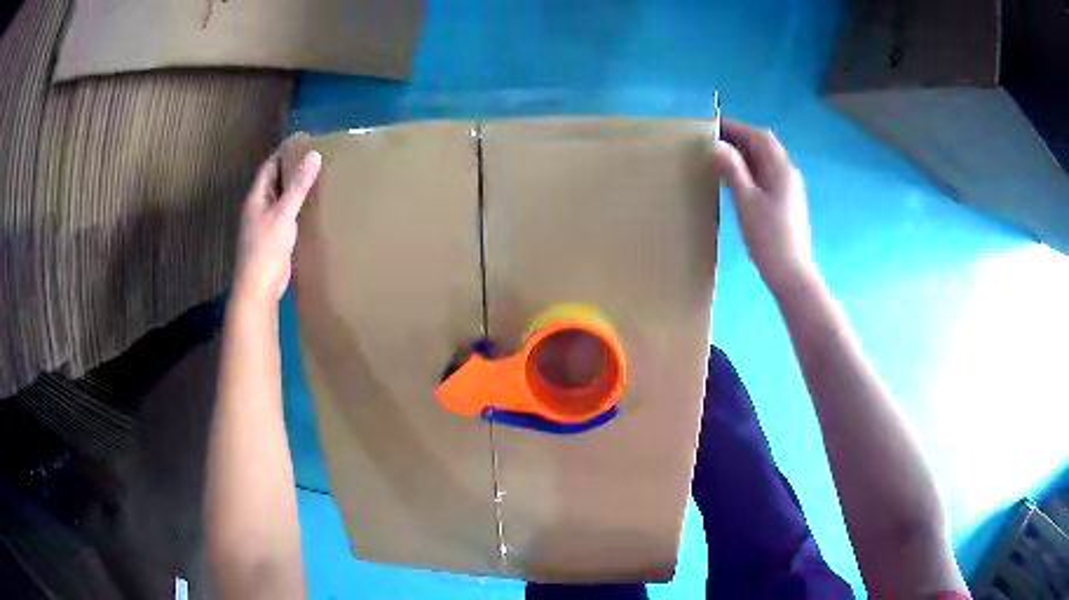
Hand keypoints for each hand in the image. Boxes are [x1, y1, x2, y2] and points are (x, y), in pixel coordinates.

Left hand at [232, 148, 321, 308]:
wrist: (258, 287)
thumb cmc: (266, 248)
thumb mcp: (284, 213)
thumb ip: (298, 186)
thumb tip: (314, 155)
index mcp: (256, 198)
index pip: (269, 167)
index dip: (283, 152)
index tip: (303, 141)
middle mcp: (258, 208)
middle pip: (274, 181)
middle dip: (290, 168)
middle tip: (315, 157)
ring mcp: (264, 224)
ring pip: (280, 199)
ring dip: (294, 188)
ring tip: (316, 177)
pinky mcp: (273, 239)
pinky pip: (285, 215)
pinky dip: (296, 207)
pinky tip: (311, 207)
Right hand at [711, 120, 817, 295]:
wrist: (791, 273)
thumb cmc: (768, 238)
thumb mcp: (746, 201)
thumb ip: (733, 170)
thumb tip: (717, 145)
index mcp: (781, 169)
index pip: (759, 137)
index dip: (737, 128)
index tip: (713, 126)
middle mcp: (788, 174)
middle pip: (765, 147)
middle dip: (740, 139)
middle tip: (714, 141)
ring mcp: (790, 189)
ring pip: (766, 162)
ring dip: (745, 155)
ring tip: (720, 159)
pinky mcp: (787, 203)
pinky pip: (768, 176)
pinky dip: (751, 170)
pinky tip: (736, 181)